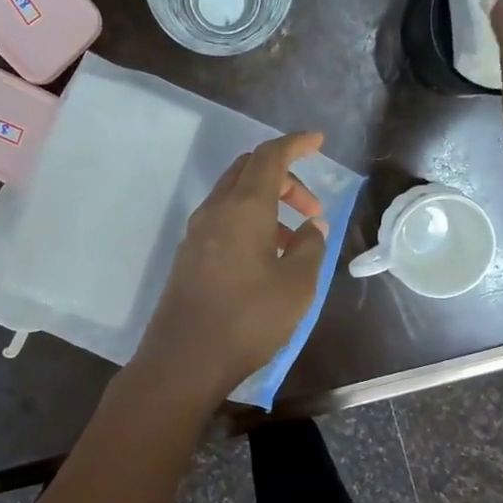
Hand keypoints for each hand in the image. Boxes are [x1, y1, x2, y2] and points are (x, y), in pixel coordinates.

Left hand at [136, 132, 329, 400]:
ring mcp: (196, 233)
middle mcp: (215, 210)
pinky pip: (223, 220)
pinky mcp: (189, 255)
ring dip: (267, 203)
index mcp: (243, 207)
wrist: (184, 360)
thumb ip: (310, 246)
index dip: (296, 144)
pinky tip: (266, 256)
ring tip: (294, 239)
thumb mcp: (296, 285)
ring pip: (234, 196)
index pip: (270, 156)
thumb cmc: (248, 319)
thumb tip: (311, 225)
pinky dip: (249, 221)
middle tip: (311, 207)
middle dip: (284, 177)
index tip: (318, 141)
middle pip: (248, 170)